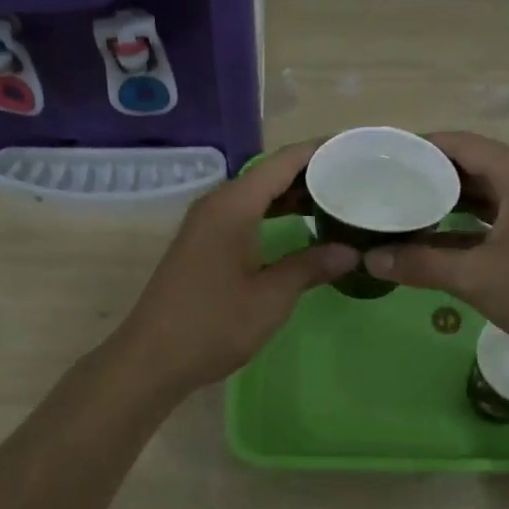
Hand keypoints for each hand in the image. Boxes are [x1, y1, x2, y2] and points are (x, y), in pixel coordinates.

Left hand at [110, 142, 356, 394]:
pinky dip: (274, 215)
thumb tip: (350, 251)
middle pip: (269, 174)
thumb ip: (311, 266)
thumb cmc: (214, 324)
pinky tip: (298, 229)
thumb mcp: (271, 297)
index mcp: (233, 205)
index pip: (283, 162)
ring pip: (257, 195)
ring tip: (336, 201)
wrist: (152, 358)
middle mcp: (217, 204)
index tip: (356, 149)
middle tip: (356, 179)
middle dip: (311, 174)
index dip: (320, 152)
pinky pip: (244, 214)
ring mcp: (206, 224)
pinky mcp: (202, 244)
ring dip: (292, 196)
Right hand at [365, 132, 508, 374]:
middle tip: (383, 184)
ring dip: (443, 201)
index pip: (461, 144)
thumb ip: (420, 264)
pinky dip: (461, 224)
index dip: (419, 146)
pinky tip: (430, 239)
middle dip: (427, 175)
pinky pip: (491, 217)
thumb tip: (369, 259)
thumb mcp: (475, 278)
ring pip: (480, 193)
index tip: (381, 157)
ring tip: (399, 207)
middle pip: (469, 165)